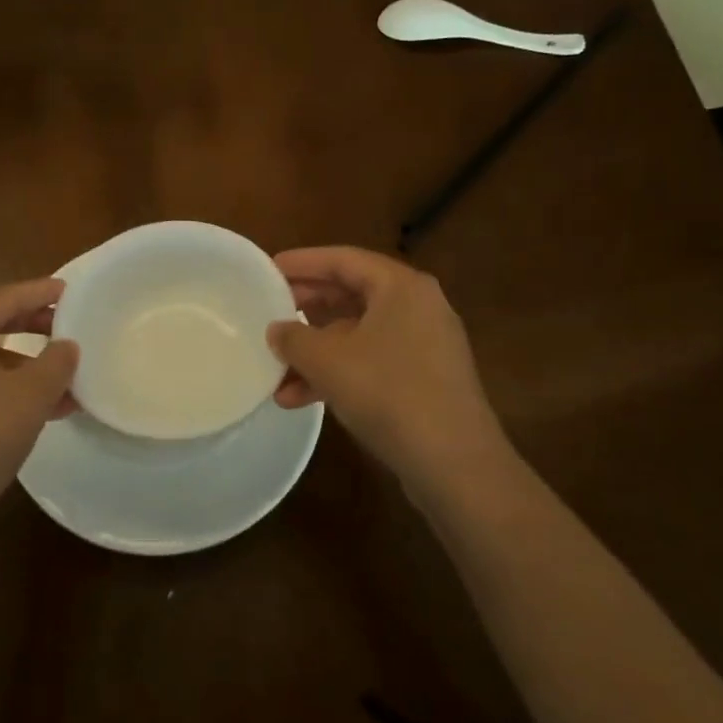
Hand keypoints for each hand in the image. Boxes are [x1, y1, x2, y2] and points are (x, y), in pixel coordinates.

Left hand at [0, 278, 78, 551]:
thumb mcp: (30, 397)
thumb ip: (56, 363)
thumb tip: (67, 346)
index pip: (3, 298)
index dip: (40, 293)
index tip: (71, 290)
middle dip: (33, 325)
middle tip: (70, 326)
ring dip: (26, 363)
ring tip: (66, 379)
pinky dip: (6, 385)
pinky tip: (41, 407)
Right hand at [269, 247, 510, 506]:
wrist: (454, 463)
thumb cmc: (388, 392)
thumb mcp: (327, 360)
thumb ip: (293, 338)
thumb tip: (276, 330)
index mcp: (401, 286)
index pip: (343, 259)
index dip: (302, 262)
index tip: (269, 268)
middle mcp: (417, 307)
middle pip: (351, 294)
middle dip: (306, 307)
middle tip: (270, 310)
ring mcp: (424, 345)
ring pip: (357, 335)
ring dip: (316, 351)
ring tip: (276, 369)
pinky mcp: (424, 380)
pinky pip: (371, 362)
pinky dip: (337, 374)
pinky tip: (299, 399)